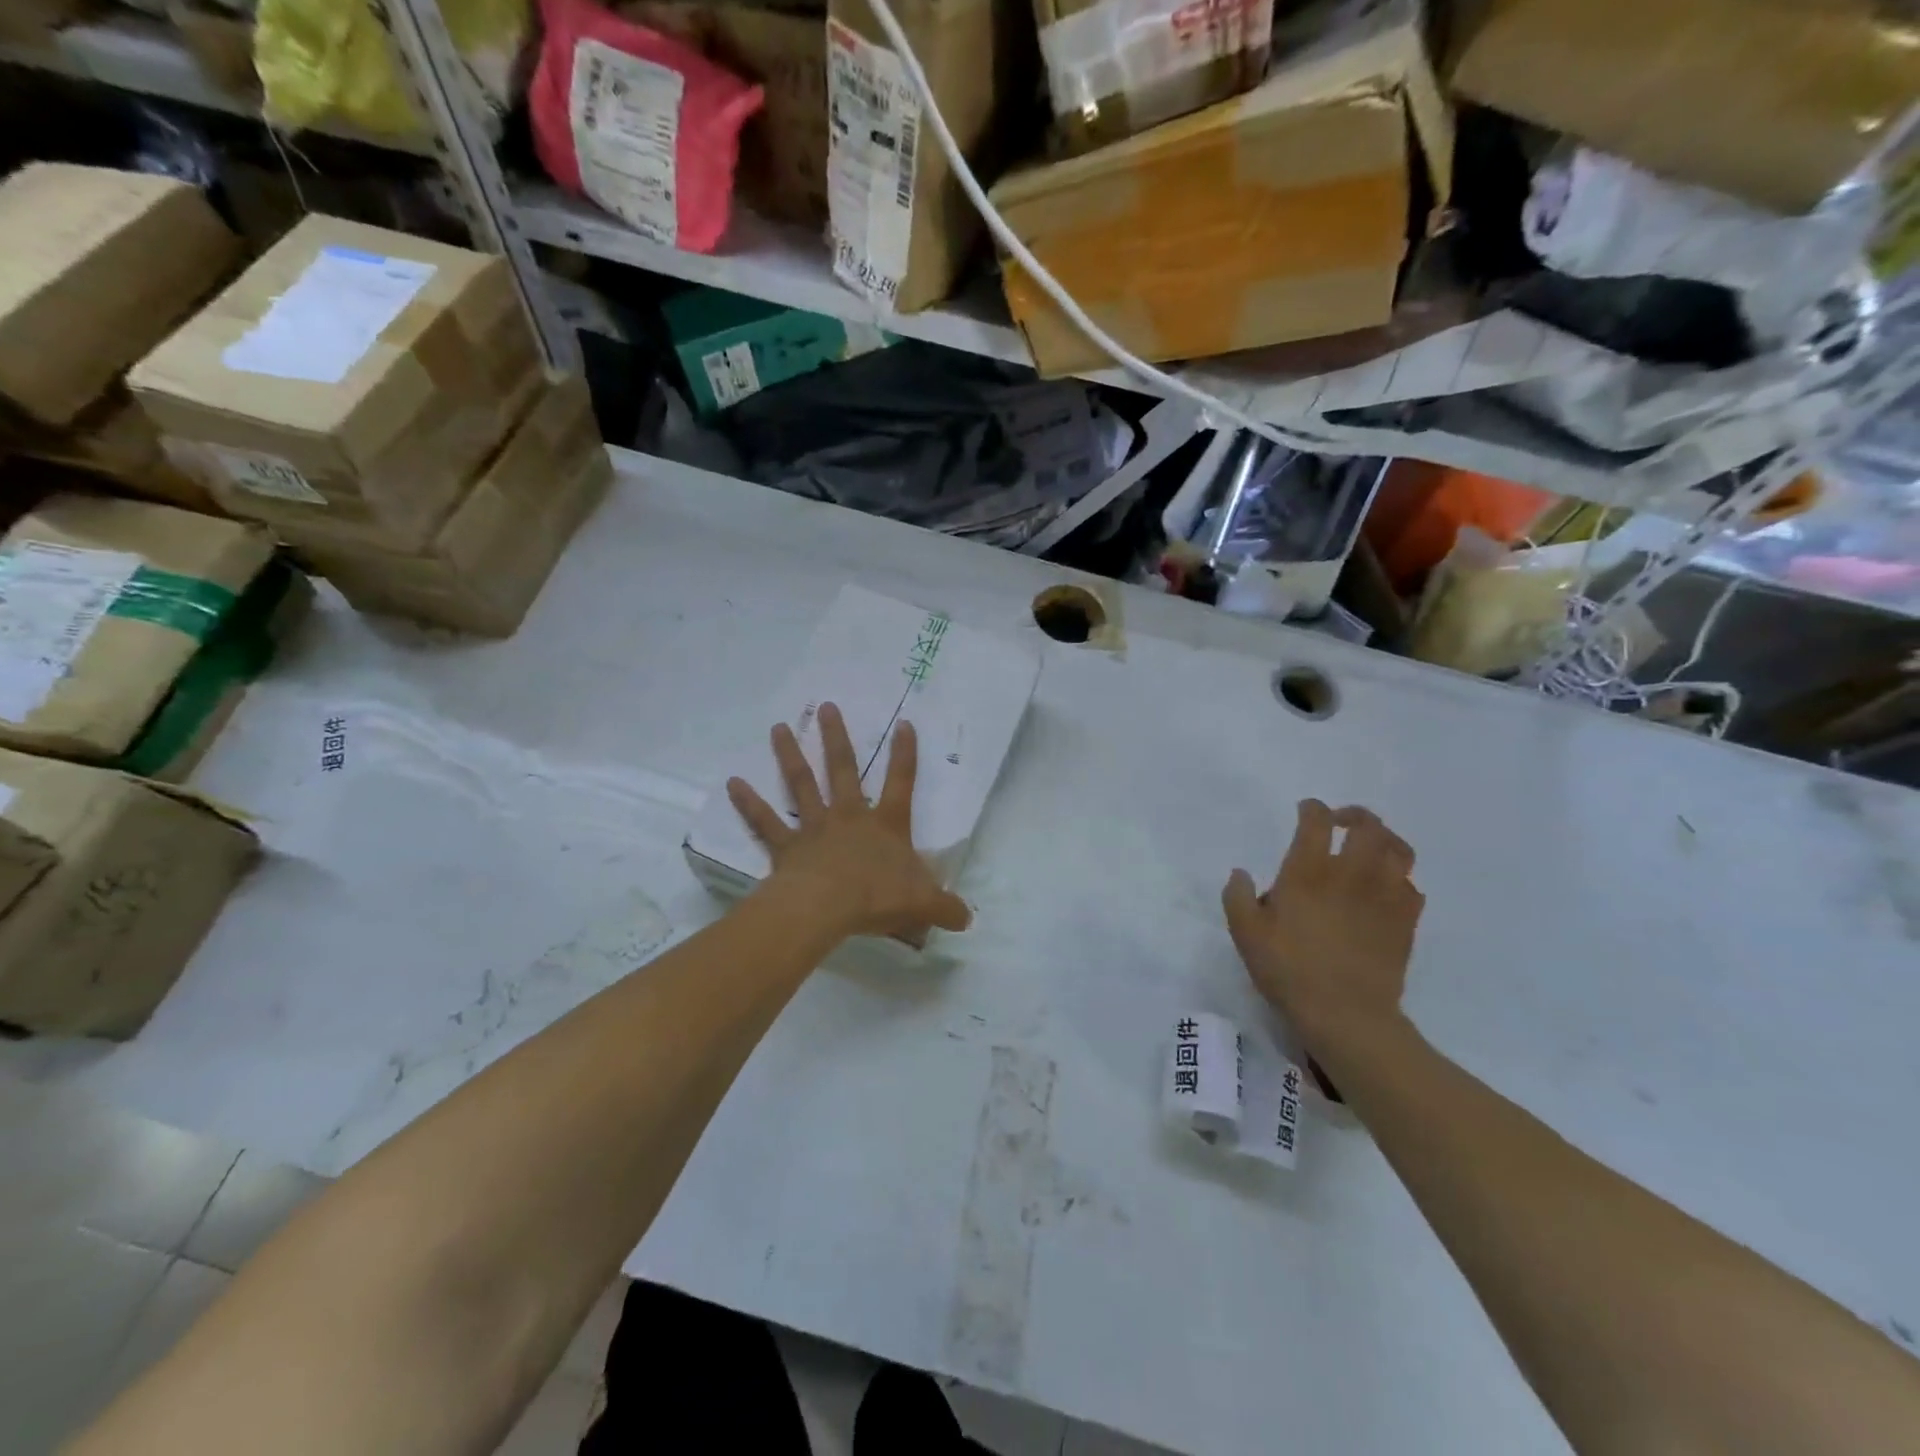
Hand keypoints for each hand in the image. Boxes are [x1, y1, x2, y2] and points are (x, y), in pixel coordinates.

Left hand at [728, 702, 971, 942]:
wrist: (827, 908)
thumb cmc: (877, 898)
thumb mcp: (922, 903)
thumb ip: (946, 907)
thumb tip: (967, 918)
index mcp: (885, 825)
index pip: (901, 783)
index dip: (904, 754)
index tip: (904, 723)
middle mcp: (849, 817)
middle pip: (843, 770)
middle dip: (836, 738)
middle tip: (826, 707)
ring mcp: (815, 828)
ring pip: (802, 784)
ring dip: (790, 755)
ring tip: (777, 727)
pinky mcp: (786, 847)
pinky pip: (765, 822)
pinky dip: (749, 803)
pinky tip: (732, 783)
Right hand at [1223, 800, 1423, 1055]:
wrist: (1346, 1013)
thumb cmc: (1288, 969)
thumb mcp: (1246, 933)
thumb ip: (1238, 896)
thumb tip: (1240, 872)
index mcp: (1309, 871)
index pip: (1317, 821)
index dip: (1312, 808)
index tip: (1306, 810)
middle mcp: (1351, 874)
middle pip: (1368, 826)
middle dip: (1355, 816)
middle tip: (1342, 822)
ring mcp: (1385, 896)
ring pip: (1399, 850)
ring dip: (1385, 840)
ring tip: (1372, 847)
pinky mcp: (1406, 921)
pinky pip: (1412, 887)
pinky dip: (1400, 880)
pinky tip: (1386, 891)